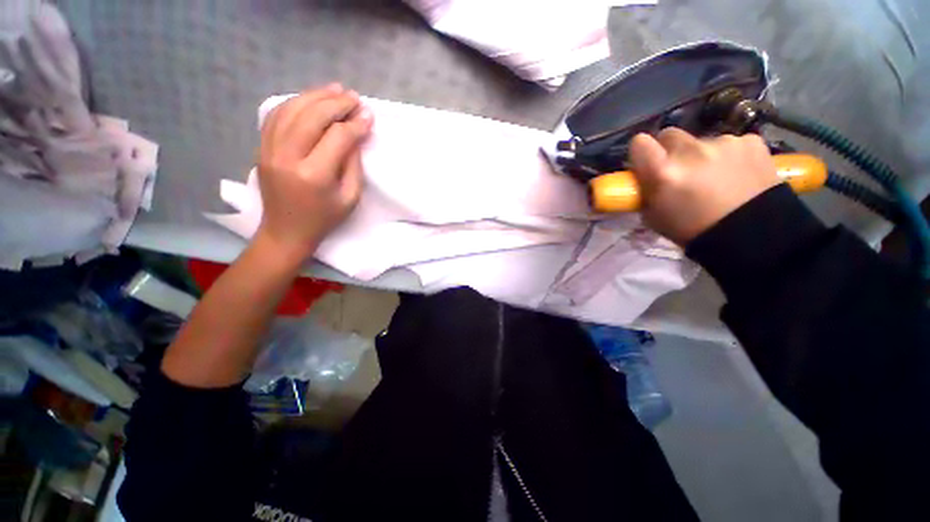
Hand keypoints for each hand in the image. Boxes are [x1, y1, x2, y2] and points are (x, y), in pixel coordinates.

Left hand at [255, 84, 373, 260]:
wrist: (286, 231)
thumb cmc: (324, 218)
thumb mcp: (350, 197)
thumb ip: (354, 164)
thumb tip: (357, 134)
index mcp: (314, 175)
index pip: (338, 137)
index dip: (356, 124)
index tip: (369, 116)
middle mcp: (288, 156)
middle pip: (312, 116)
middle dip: (337, 103)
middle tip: (354, 98)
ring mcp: (269, 150)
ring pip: (291, 109)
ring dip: (315, 96)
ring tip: (335, 90)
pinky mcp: (261, 147)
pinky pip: (276, 115)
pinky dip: (294, 102)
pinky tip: (310, 99)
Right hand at [629, 128, 779, 244]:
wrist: (753, 236)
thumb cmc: (693, 230)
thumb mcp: (654, 216)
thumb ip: (646, 190)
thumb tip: (645, 176)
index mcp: (663, 172)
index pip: (640, 142)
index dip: (641, 151)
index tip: (645, 162)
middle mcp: (691, 151)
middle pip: (669, 135)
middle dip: (669, 150)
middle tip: (680, 170)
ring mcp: (724, 143)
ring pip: (701, 141)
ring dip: (702, 155)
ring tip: (716, 178)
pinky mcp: (751, 141)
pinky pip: (731, 143)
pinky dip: (730, 155)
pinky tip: (738, 174)